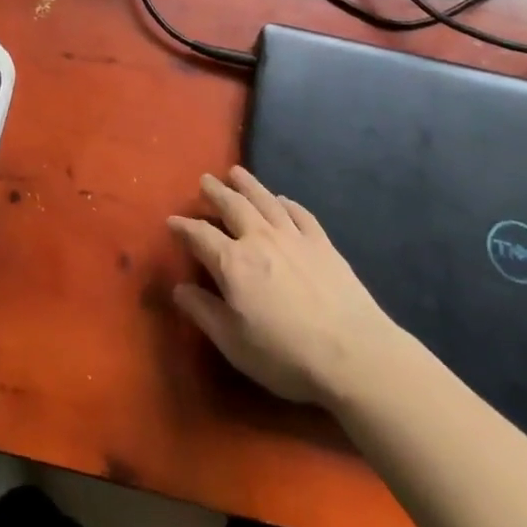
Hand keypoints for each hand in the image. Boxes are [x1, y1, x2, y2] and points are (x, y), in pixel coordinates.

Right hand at [168, 167, 402, 408]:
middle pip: (232, 206)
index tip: (172, 220)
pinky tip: (283, 200)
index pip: (200, 236)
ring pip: (265, 201)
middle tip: (205, 180)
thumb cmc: (285, 354)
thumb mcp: (233, 342)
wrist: (354, 354)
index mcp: (233, 263)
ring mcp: (294, 237)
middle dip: (215, 192)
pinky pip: (300, 214)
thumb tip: (178, 288)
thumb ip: (203, 312)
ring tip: (236, 172)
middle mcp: (260, 239)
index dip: (183, 227)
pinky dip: (287, 203)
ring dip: (248, 185)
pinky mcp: (323, 244)